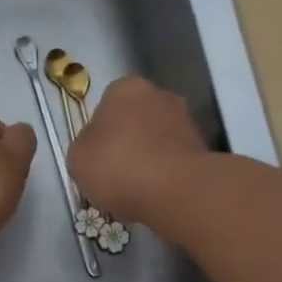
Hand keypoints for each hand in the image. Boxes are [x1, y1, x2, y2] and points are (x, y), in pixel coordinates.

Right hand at [67, 77, 211, 224]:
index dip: (99, 133)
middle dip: (128, 142)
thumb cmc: (118, 165)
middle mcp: (160, 94)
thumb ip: (85, 146)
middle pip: (135, 120)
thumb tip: (97, 148)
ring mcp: (186, 119)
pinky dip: (167, 172)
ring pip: (157, 139)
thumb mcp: (78, 158)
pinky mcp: (203, 146)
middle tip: (116, 174)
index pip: (106, 105)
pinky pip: (175, 158)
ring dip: (149, 158)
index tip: (97, 158)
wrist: (175, 190)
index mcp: (125, 88)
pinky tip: (158, 194)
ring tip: (137, 190)